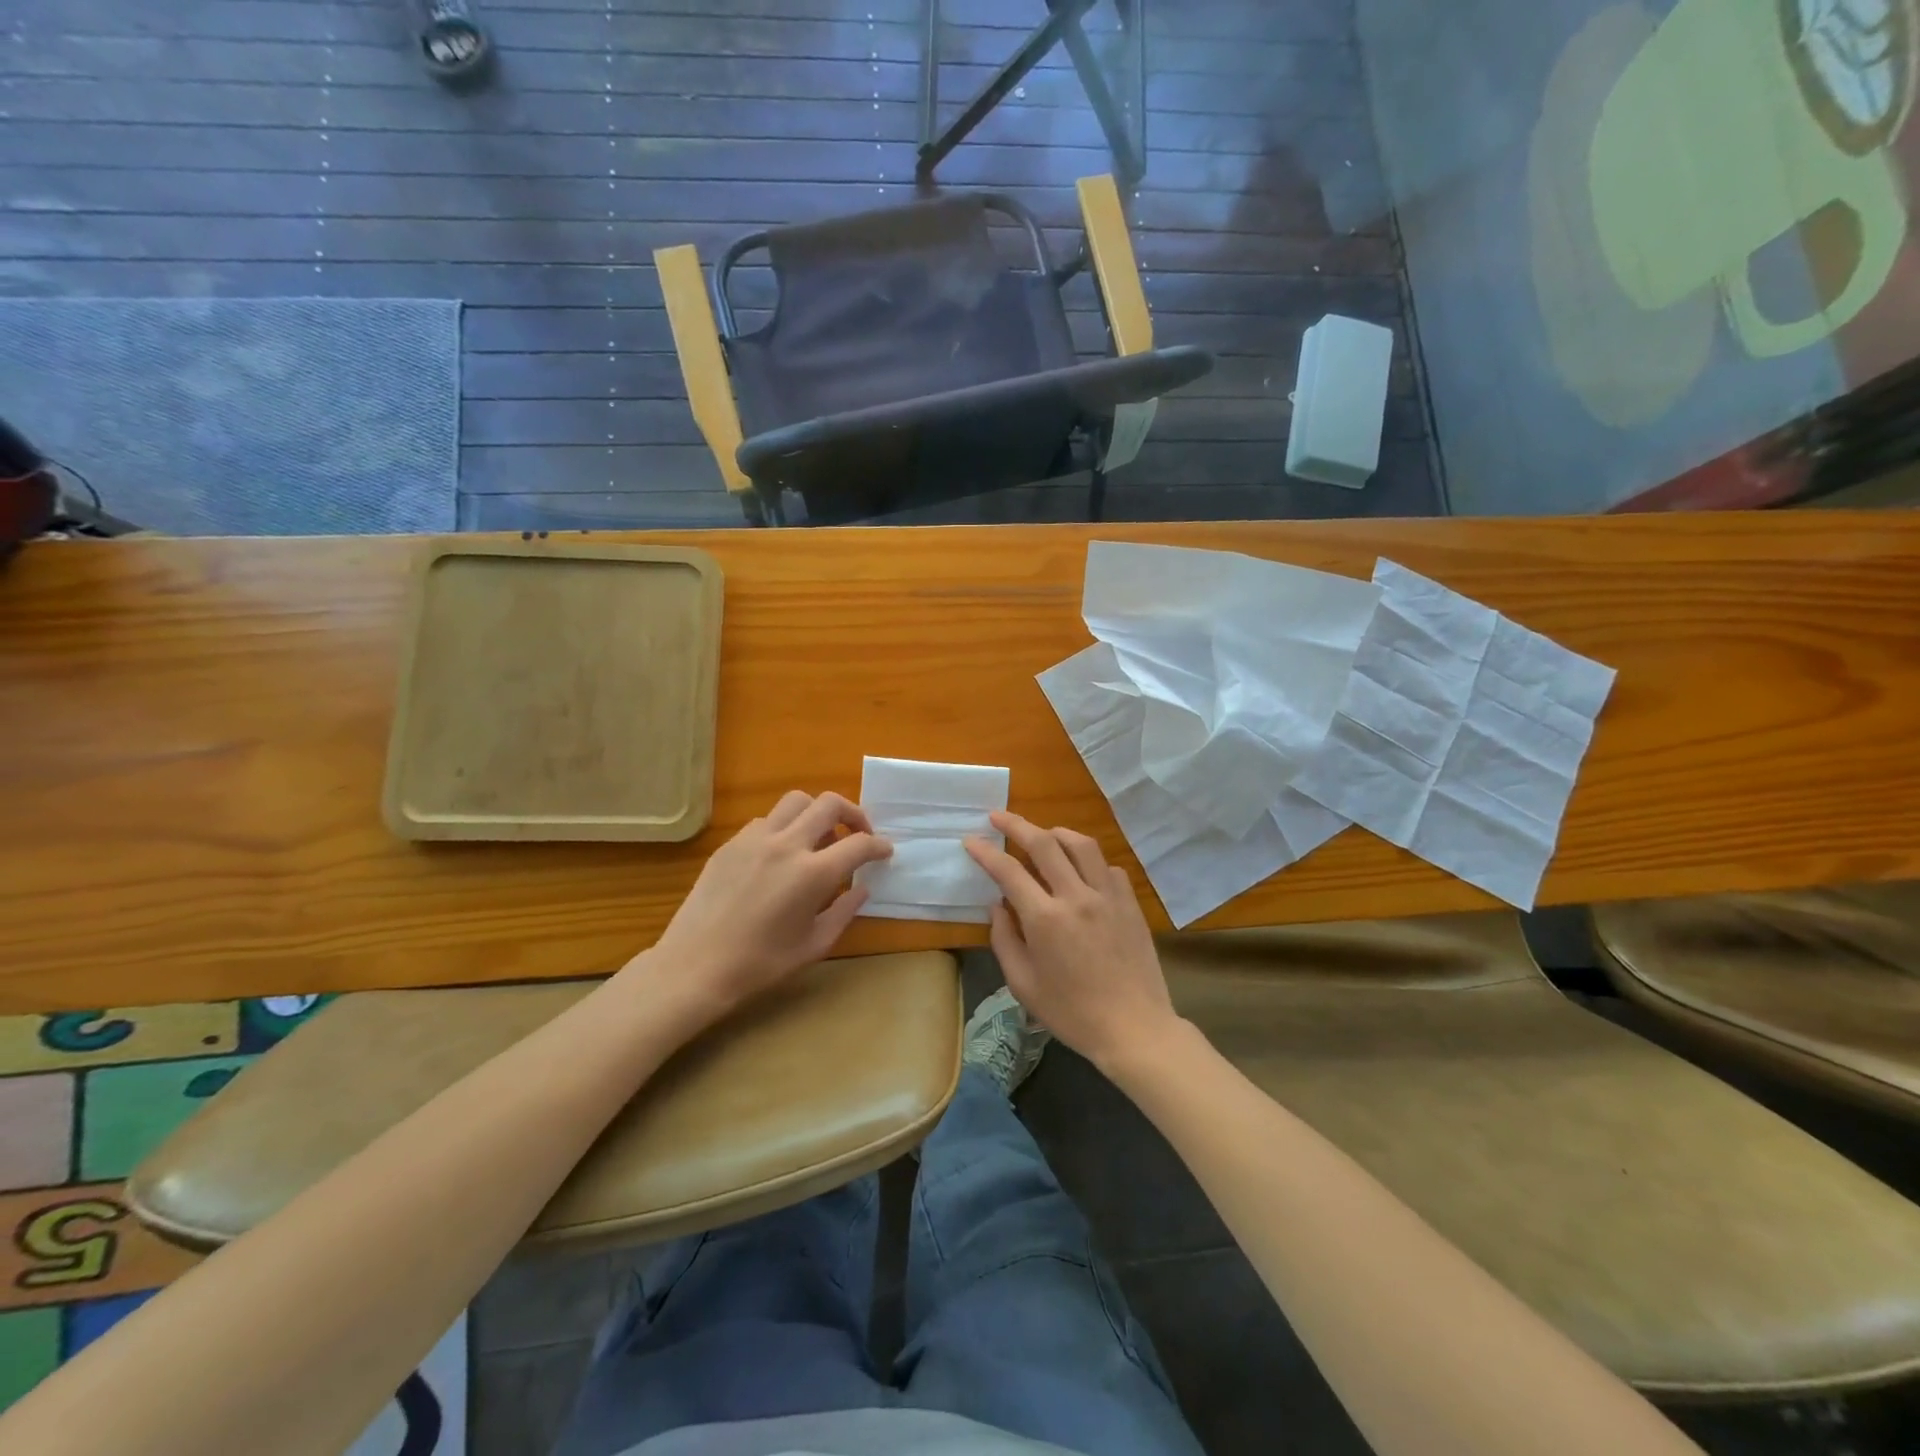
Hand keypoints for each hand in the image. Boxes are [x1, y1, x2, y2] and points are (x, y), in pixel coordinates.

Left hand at [635, 791, 890, 1027]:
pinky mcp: (731, 843)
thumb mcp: (814, 945)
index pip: (859, 844)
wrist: (695, 967)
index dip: (878, 846)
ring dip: (816, 813)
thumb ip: (844, 911)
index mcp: (812, 874)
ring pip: (796, 801)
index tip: (884, 852)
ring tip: (819, 838)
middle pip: (829, 804)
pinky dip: (785, 827)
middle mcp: (787, 845)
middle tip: (858, 834)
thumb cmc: (760, 964)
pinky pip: (767, 820)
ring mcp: (755, 839)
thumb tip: (862, 888)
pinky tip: (782, 854)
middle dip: (853, 814)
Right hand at [963, 810, 1180, 1072]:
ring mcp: (1108, 896)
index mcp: (1045, 919)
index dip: (986, 852)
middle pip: (1044, 844)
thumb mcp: (1023, 984)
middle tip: (998, 816)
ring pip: (1082, 845)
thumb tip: (997, 905)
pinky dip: (1089, 861)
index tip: (971, 840)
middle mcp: (1076, 897)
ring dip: (1057, 833)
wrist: (1133, 1028)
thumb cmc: (1071, 1013)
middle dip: (1016, 825)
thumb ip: (1005, 939)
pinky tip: (1081, 870)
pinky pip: (1107, 867)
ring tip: (1043, 834)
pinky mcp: (1130, 903)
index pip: (1008, 871)